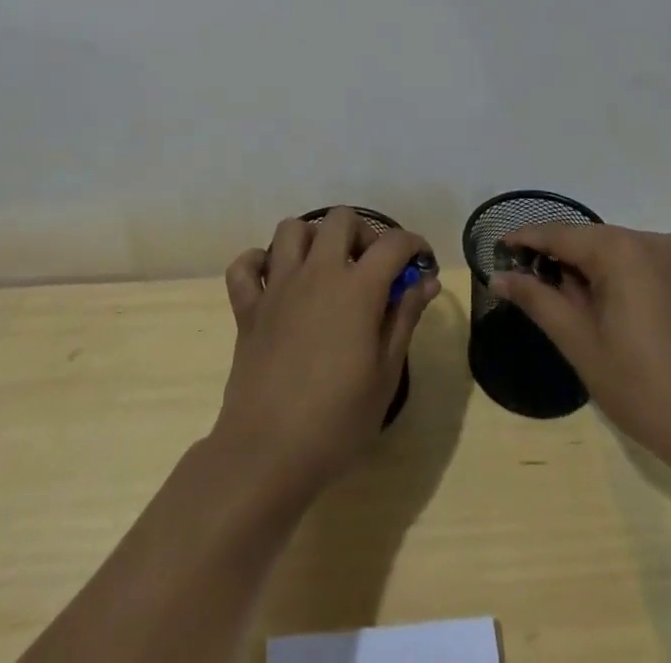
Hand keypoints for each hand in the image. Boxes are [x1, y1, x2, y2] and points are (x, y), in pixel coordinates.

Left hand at [215, 209, 438, 496]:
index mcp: (356, 288)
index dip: (413, 245)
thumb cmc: (337, 421)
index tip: (422, 263)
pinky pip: (244, 265)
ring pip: (291, 229)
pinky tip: (274, 282)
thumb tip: (425, 281)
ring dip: (312, 238)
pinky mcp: (247, 307)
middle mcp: (317, 272)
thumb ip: (404, 318)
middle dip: (362, 232)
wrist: (267, 452)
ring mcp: (277, 286)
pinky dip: (258, 263)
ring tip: (325, 268)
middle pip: (340, 219)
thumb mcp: (385, 374)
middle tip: (371, 268)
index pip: (392, 243)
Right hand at [489, 225, 670, 459]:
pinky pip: (662, 253)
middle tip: (535, 282)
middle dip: (563, 256)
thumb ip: (536, 298)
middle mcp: (652, 240)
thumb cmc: (639, 387)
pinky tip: (635, 287)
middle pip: (593, 240)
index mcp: (619, 250)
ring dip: (599, 264)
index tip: (502, 247)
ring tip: (580, 297)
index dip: (527, 239)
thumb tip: (498, 275)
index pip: (560, 235)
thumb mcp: (578, 341)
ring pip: (624, 247)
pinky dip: (641, 263)